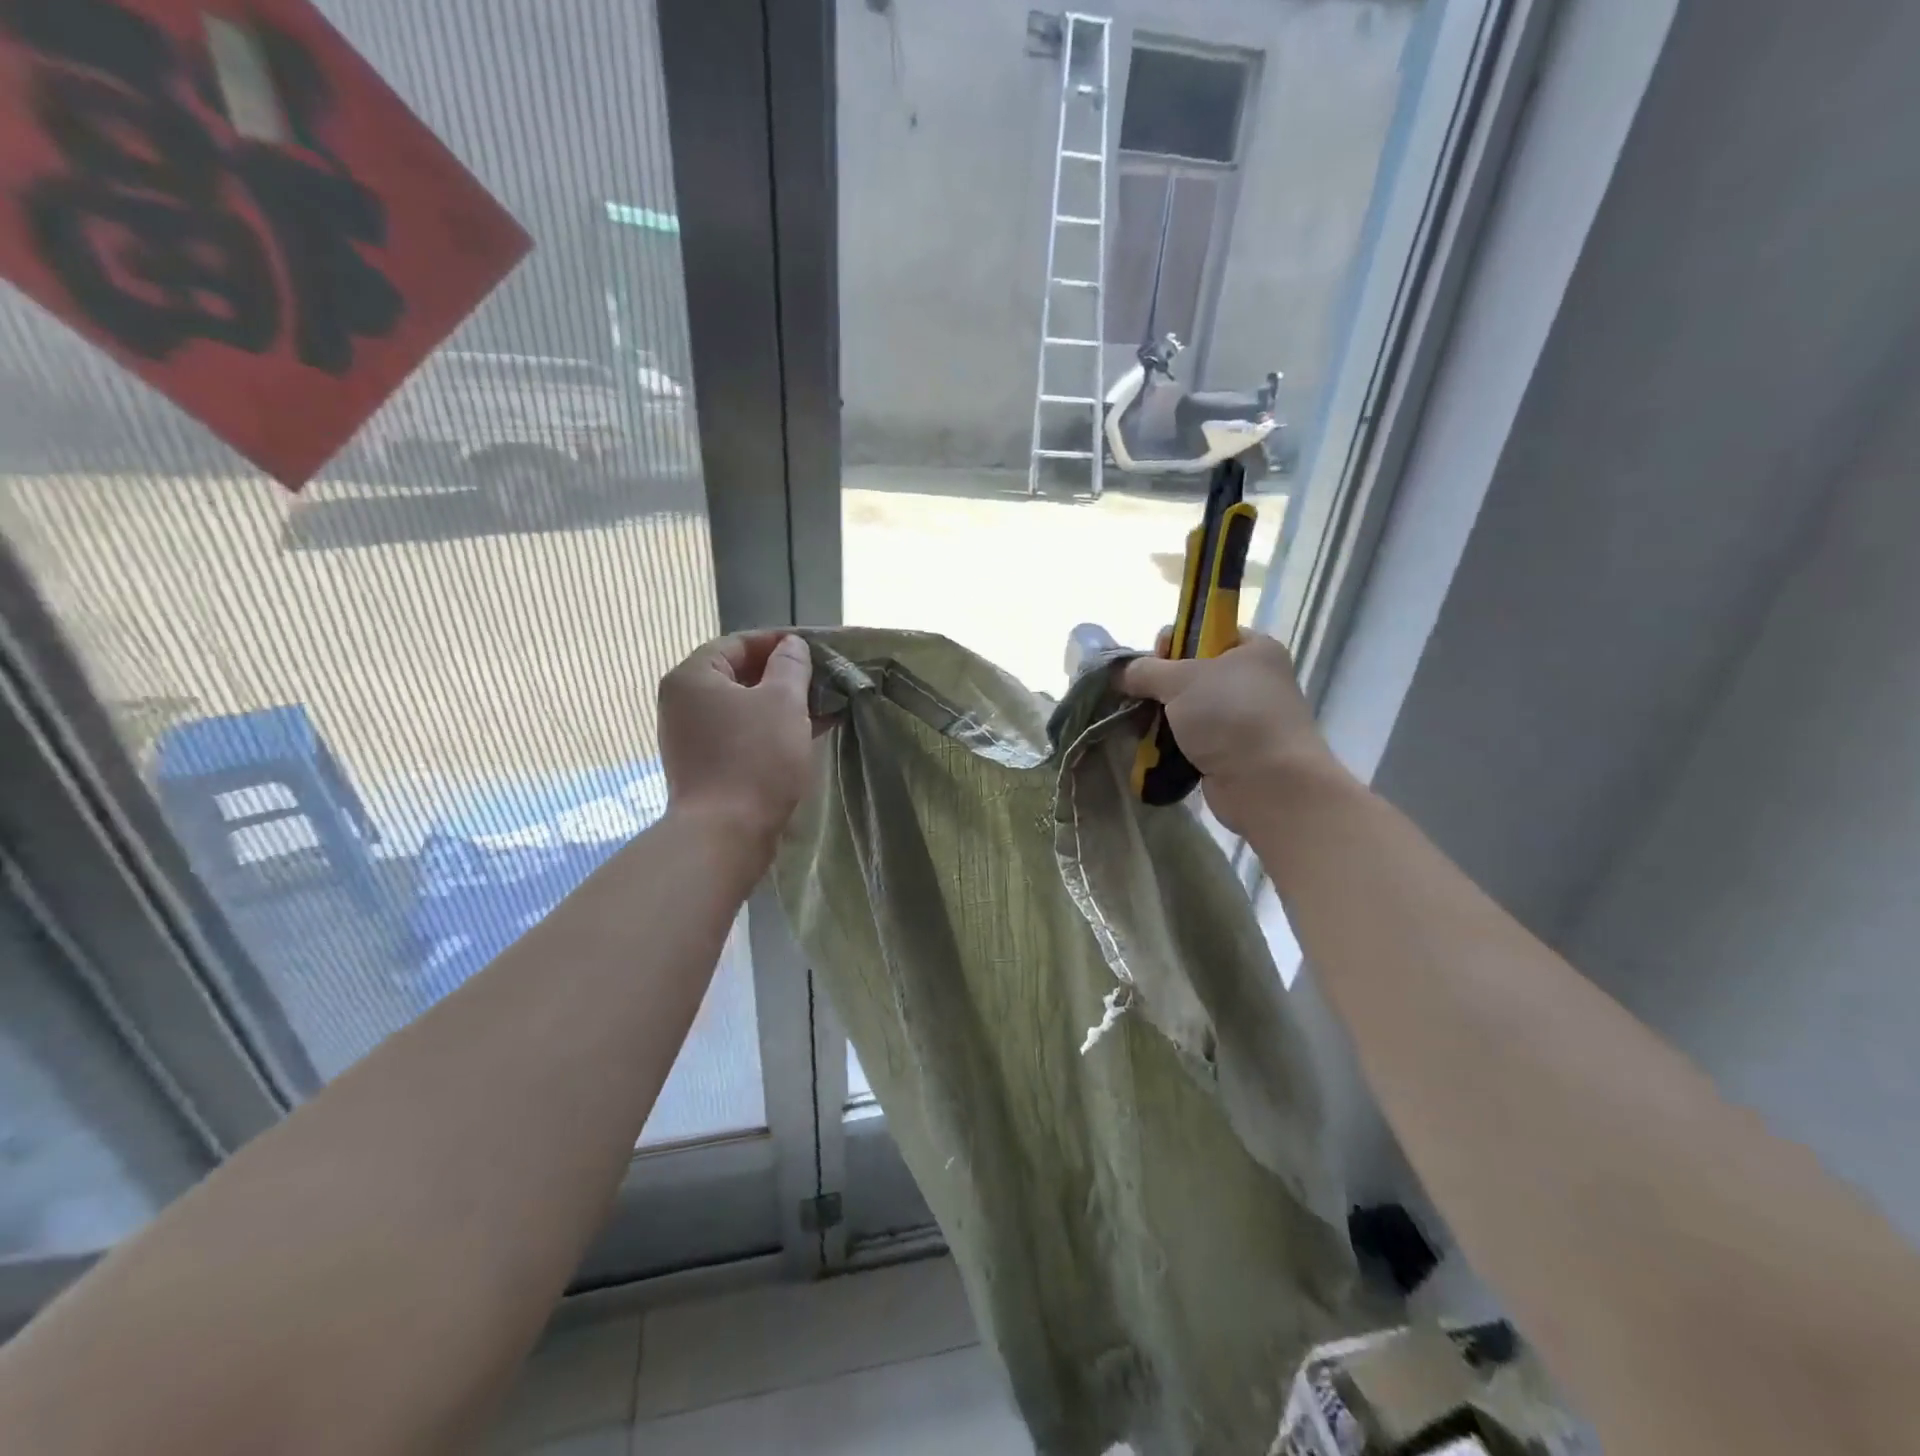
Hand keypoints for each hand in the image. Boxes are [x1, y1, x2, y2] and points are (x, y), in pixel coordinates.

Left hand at [658, 631, 815, 851]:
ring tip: (823, 706)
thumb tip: (791, 646)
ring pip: (743, 708)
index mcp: (693, 677)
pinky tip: (807, 733)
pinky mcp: (706, 766)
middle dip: (783, 675)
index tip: (814, 649)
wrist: (725, 834)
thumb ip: (791, 666)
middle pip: (739, 675)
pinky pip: (742, 735)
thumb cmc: (755, 758)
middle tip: (823, 679)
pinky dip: (771, 730)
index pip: (737, 643)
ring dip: (782, 705)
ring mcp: (692, 737)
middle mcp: (684, 703)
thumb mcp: (783, 702)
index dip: (778, 642)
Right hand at [1119, 629, 1347, 833]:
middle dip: (1161, 685)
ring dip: (1162, 717)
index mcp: (1253, 649)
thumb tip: (1120, 673)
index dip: (1175, 641)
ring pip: (1188, 709)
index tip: (1156, 660)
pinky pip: (1192, 740)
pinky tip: (1153, 749)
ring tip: (1141, 727)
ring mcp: (1243, 719)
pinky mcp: (1232, 752)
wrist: (1269, 784)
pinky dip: (1172, 744)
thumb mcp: (1181, 680)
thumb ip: (1145, 670)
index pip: (1206, 631)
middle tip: (1144, 697)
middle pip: (1192, 672)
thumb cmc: (1231, 715)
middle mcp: (1253, 680)